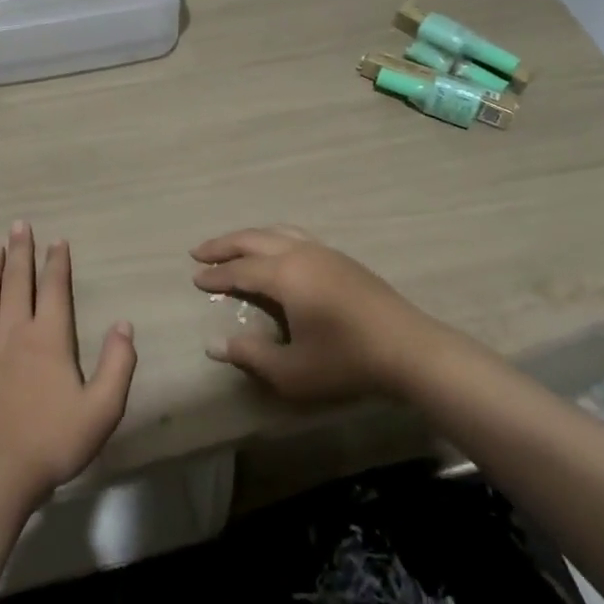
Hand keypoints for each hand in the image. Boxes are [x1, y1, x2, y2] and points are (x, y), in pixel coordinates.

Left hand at [0, 222, 137, 512]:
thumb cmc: (54, 441)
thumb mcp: (103, 407)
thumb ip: (117, 363)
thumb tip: (123, 324)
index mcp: (48, 338)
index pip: (54, 289)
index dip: (57, 263)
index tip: (57, 240)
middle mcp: (12, 334)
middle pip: (16, 284)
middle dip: (20, 253)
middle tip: (18, 225)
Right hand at [192, 226, 436, 402]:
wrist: (409, 350)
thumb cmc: (346, 362)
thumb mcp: (291, 371)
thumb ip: (250, 356)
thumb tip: (214, 344)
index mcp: (286, 275)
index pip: (240, 270)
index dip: (215, 275)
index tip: (195, 278)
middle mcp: (302, 253)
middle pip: (254, 239)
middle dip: (225, 244)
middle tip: (199, 251)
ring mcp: (325, 253)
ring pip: (278, 232)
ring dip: (250, 236)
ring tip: (233, 246)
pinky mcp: (343, 260)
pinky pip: (297, 236)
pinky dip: (274, 238)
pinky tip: (276, 252)